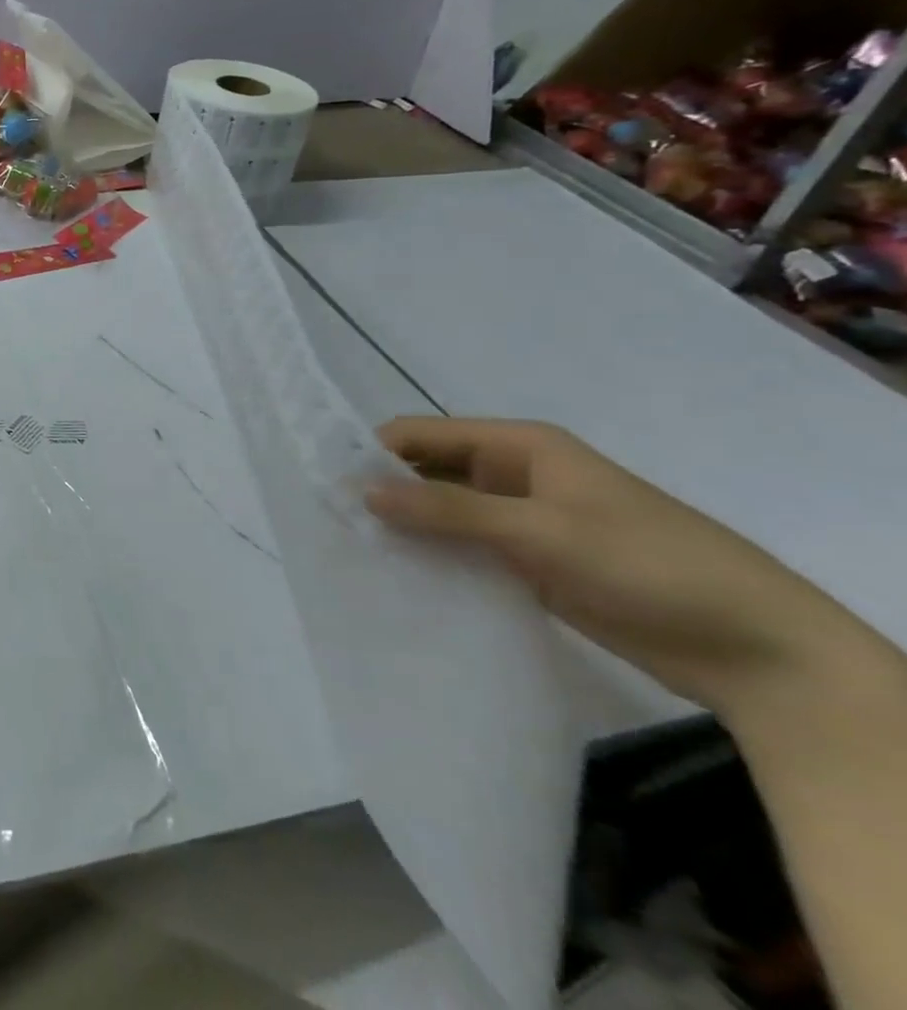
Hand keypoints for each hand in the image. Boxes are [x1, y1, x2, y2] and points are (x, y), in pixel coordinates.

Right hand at [365, 417, 860, 720]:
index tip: (326, 483)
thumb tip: (361, 490)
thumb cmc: (647, 564)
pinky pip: (466, 549)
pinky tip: (400, 576)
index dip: (373, 453)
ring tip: (354, 549)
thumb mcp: (542, 531)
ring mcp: (522, 520)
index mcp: (518, 446)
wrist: (754, 647)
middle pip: (428, 471)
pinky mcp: (530, 562)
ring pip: (443, 512)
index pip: (421, 434)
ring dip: (407, 527)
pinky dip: (435, 556)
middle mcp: (513, 475)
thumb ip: (449, 510)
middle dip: (384, 491)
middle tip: (331, 522)